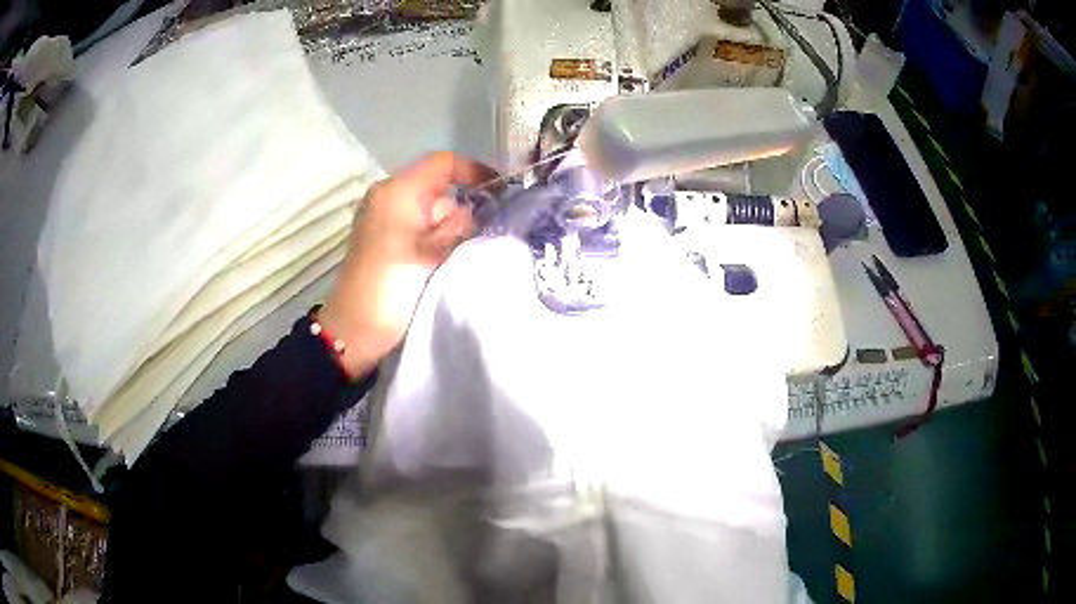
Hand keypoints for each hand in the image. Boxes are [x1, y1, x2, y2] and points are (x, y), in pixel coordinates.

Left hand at [319, 152, 496, 377]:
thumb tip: (474, 211)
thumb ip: (461, 225)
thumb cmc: (394, 287)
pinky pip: (415, 224)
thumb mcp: (436, 254)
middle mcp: (387, 195)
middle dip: (461, 207)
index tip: (500, 193)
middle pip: (437, 187)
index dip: (475, 172)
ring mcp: (381, 216)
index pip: (444, 163)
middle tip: (480, 235)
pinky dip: (433, 236)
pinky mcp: (381, 237)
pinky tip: (443, 259)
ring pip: (428, 209)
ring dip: (448, 226)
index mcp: (398, 191)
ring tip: (461, 254)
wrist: (355, 329)